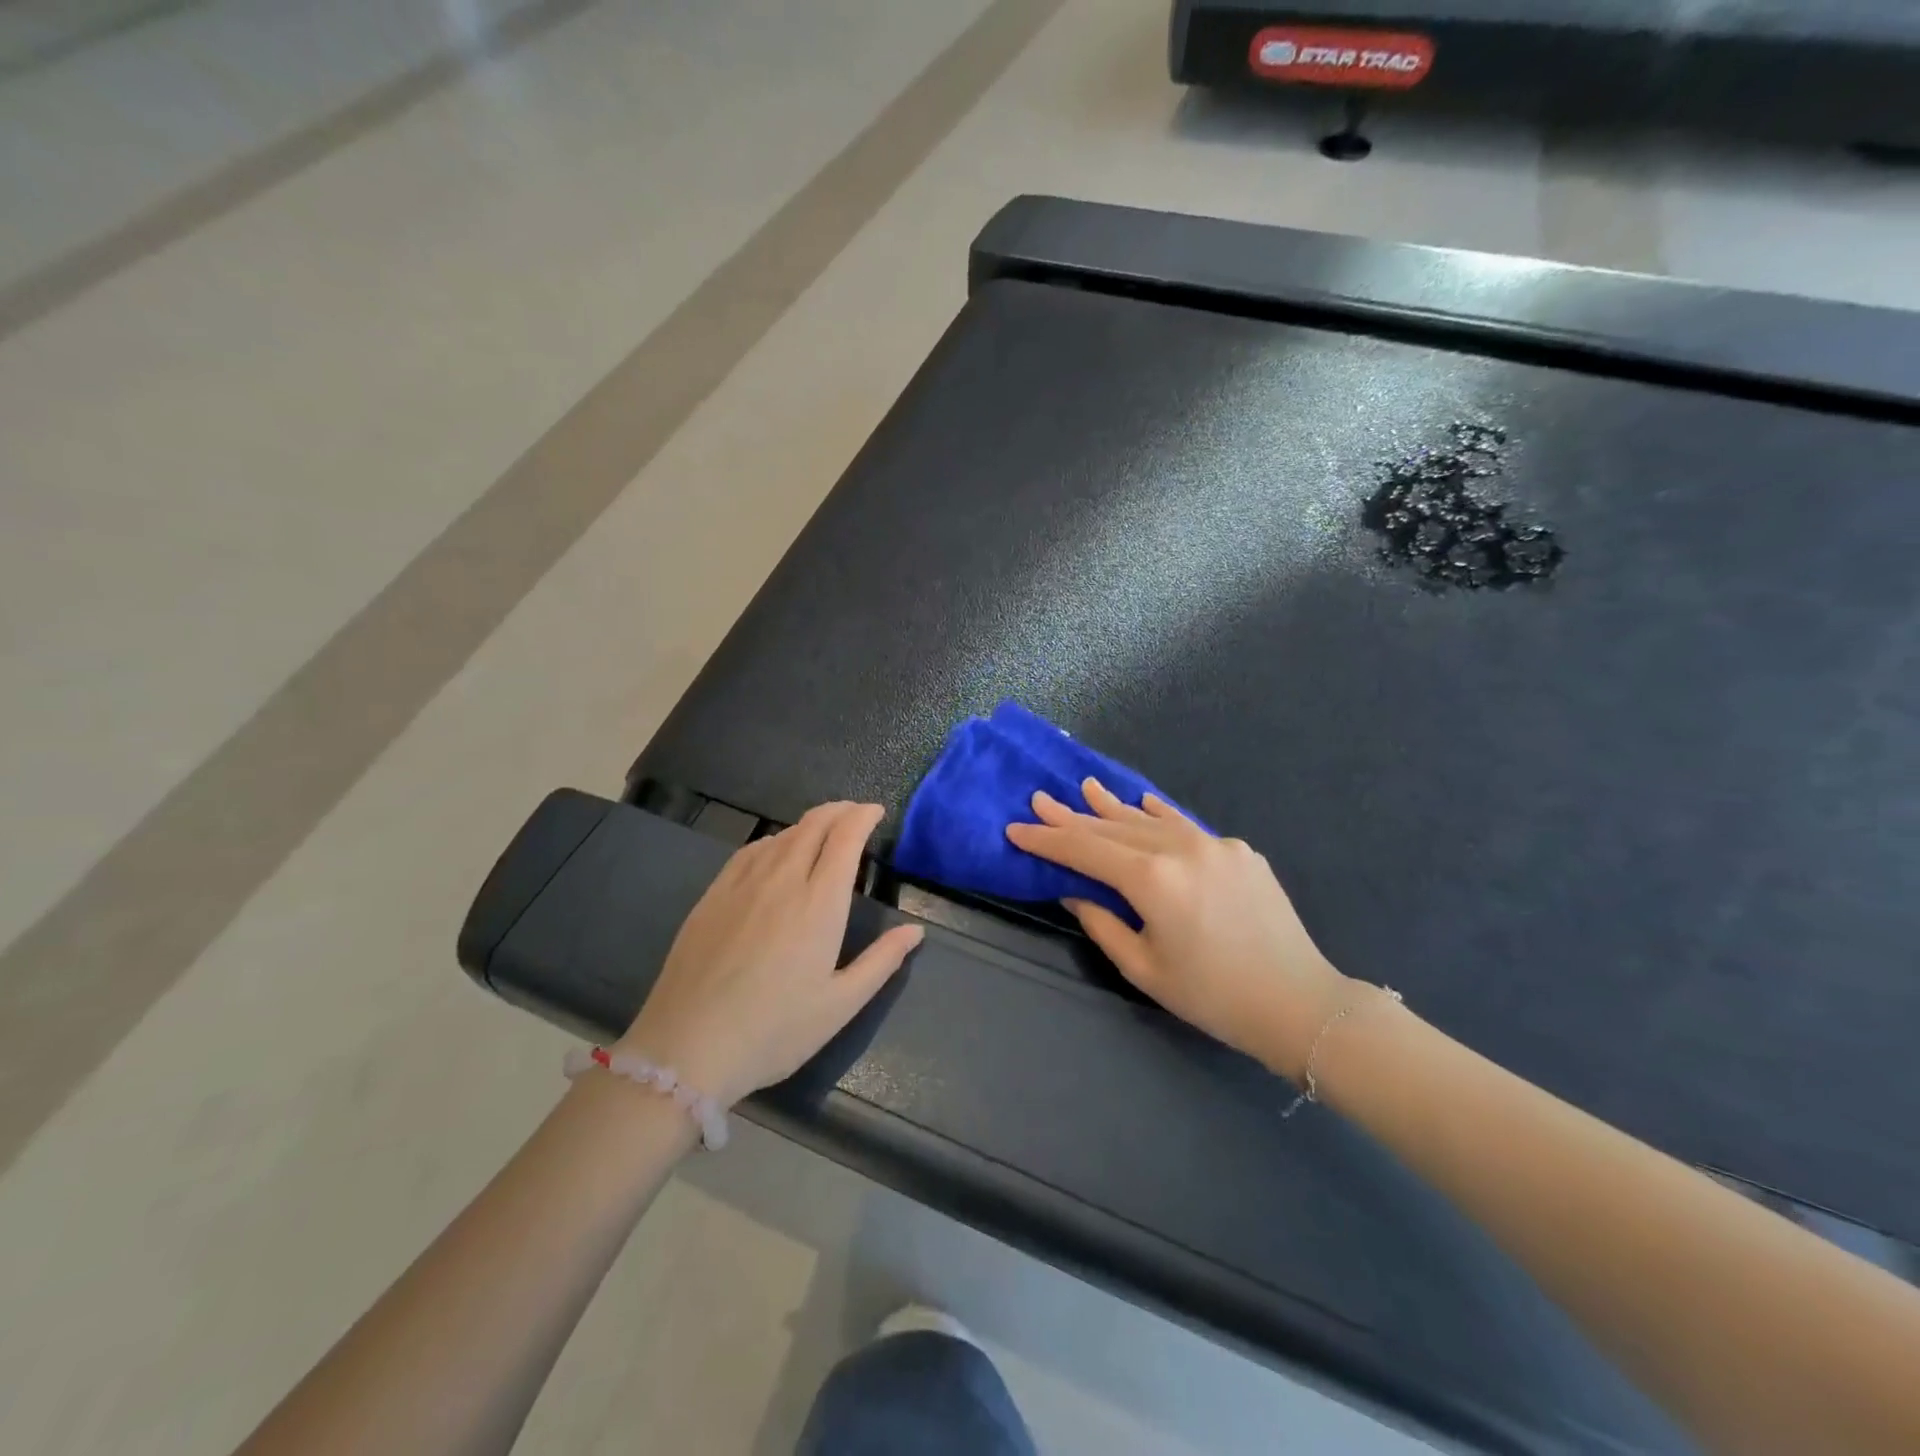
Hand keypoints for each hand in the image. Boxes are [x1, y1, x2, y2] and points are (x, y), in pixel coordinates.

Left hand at [619, 802, 922, 1106]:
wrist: (687, 1047)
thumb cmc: (774, 1031)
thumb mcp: (840, 1005)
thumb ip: (881, 962)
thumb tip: (914, 931)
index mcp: (819, 903)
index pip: (845, 837)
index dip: (863, 816)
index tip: (876, 812)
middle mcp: (782, 880)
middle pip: (814, 825)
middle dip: (839, 811)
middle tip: (855, 815)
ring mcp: (742, 884)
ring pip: (781, 835)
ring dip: (809, 825)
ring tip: (822, 833)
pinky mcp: (712, 896)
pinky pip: (750, 851)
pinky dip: (774, 841)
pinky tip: (775, 853)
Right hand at [1005, 779, 1348, 1079]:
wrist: (1298, 1002)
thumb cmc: (1211, 996)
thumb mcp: (1143, 967)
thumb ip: (1101, 921)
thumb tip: (1073, 889)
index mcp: (1153, 879)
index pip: (1086, 849)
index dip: (1048, 838)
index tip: (1017, 828)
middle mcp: (1182, 849)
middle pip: (1114, 827)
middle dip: (1073, 816)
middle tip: (1040, 799)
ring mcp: (1215, 844)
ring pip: (1150, 820)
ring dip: (1114, 807)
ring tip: (1085, 787)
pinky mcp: (1240, 851)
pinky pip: (1187, 826)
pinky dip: (1160, 815)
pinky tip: (1143, 802)